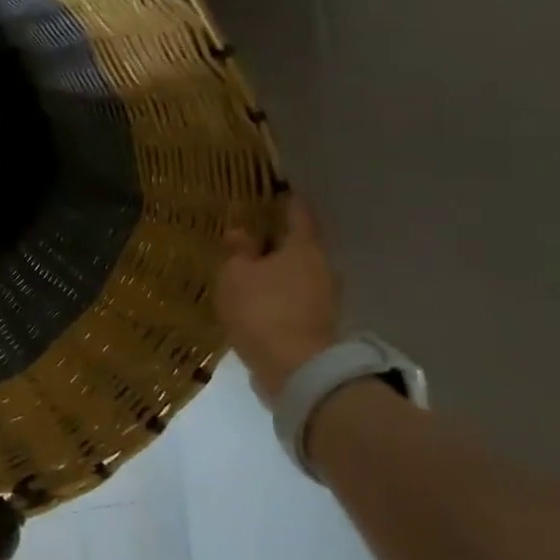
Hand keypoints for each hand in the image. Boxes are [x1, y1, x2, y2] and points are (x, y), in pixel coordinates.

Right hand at [216, 197, 340, 397]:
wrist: (295, 369)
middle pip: (300, 244)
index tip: (272, 190)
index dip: (284, 200)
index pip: (297, 212)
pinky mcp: (317, 323)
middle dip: (277, 238)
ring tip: (249, 268)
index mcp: (304, 247)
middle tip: (251, 233)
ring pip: (298, 271)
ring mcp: (324, 297)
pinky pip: (294, 296)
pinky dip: (278, 292)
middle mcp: (322, 267)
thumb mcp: (236, 274)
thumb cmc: (262, 310)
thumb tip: (242, 231)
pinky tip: (257, 297)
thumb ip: (239, 250)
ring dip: (277, 268)